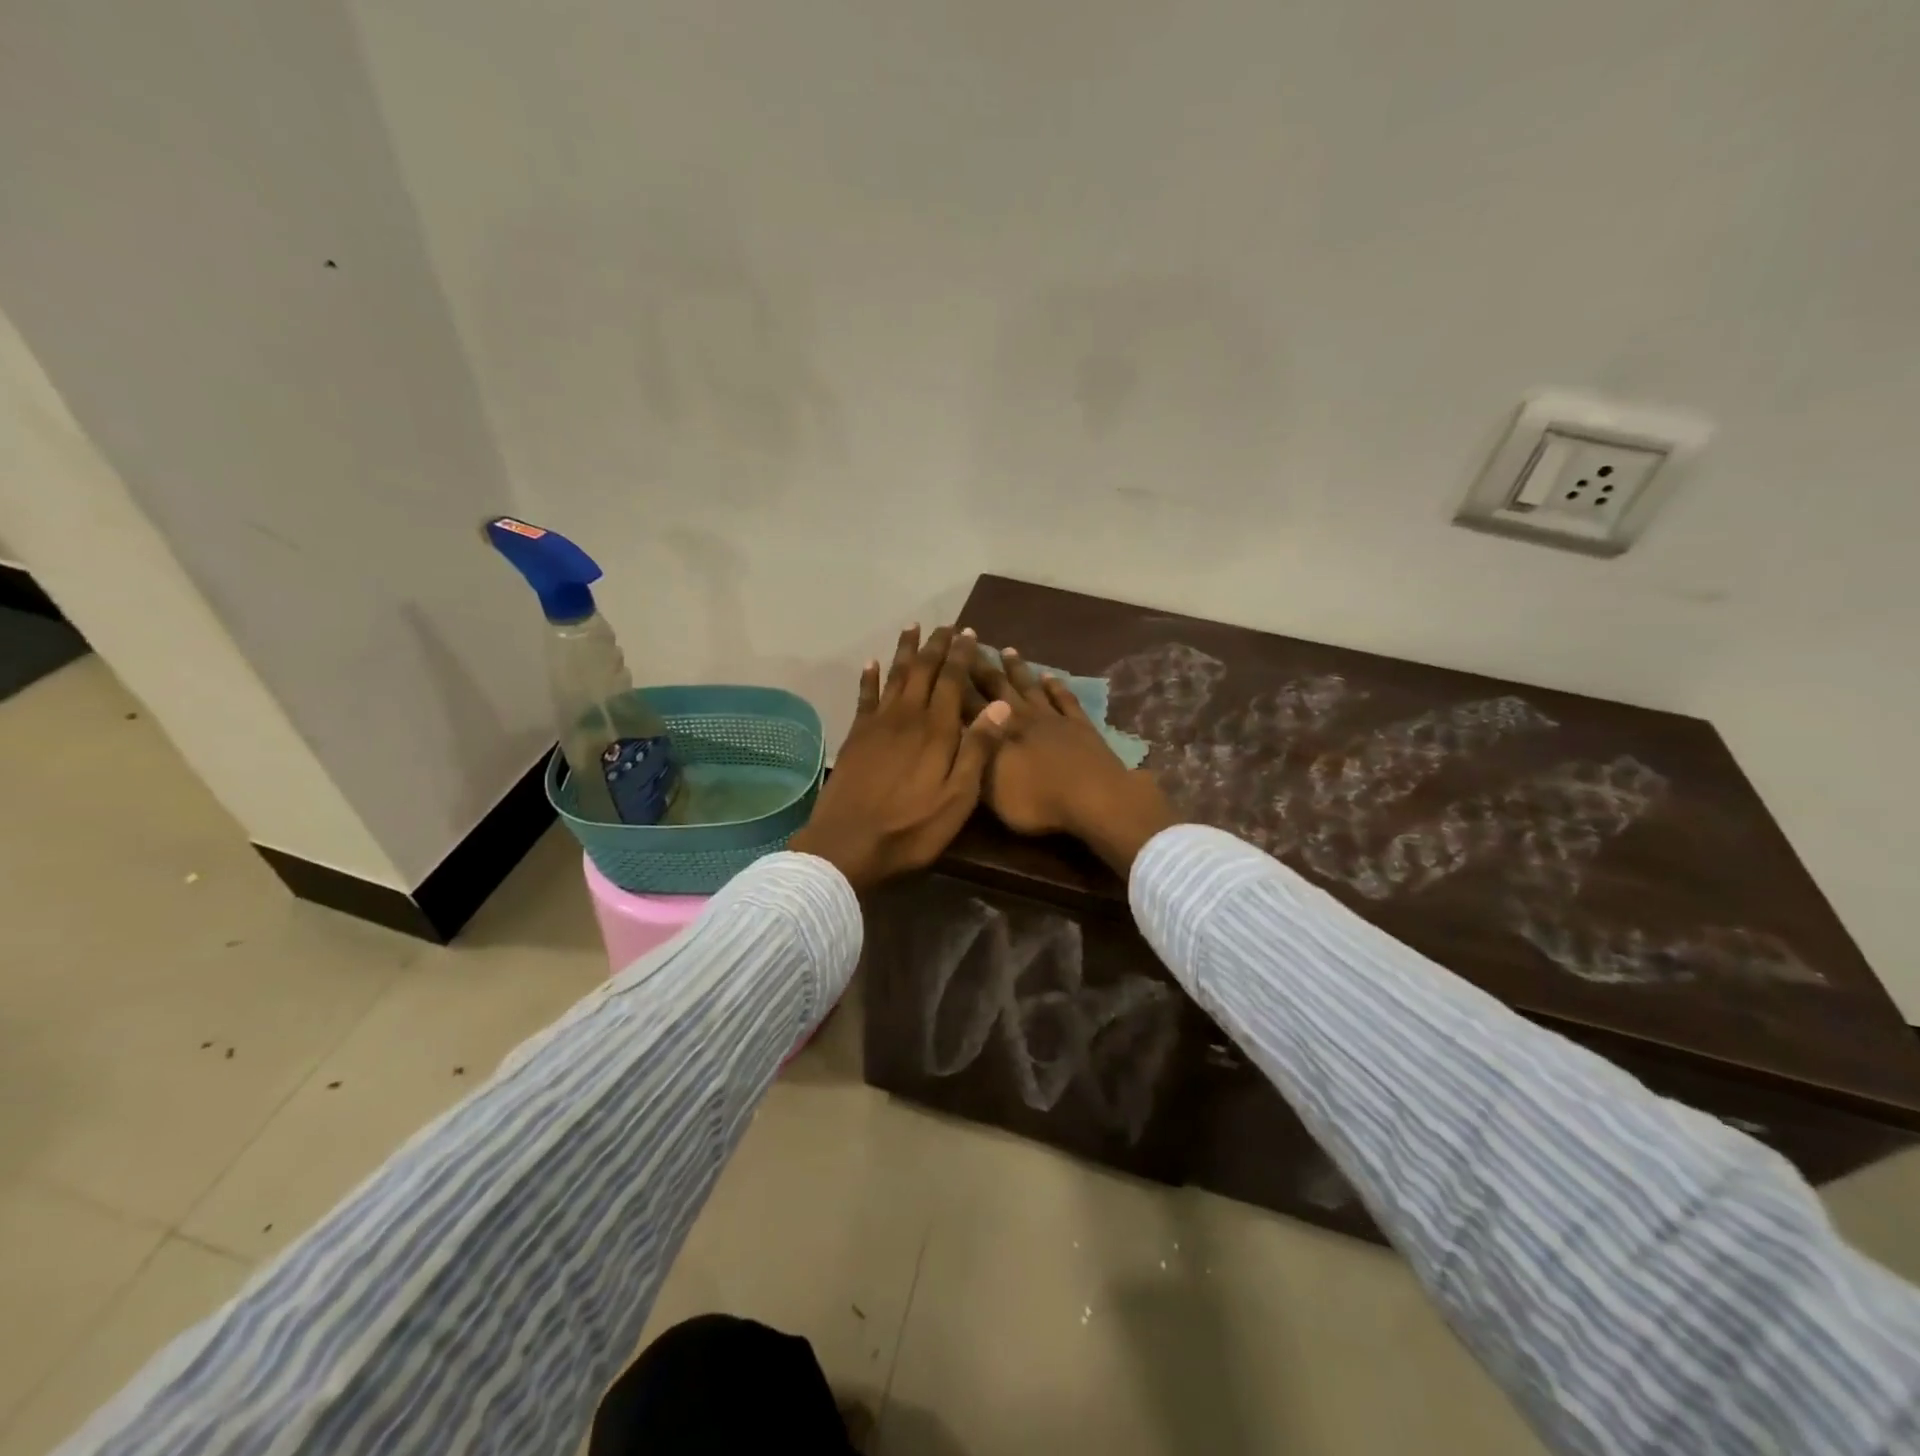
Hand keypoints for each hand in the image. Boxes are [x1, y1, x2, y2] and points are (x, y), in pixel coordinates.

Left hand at [789, 625, 1010, 892]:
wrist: (849, 844)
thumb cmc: (912, 827)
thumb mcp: (958, 798)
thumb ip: (978, 750)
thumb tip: (1000, 706)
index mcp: (937, 730)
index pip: (953, 680)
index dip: (962, 655)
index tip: (970, 633)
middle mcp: (907, 716)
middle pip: (923, 671)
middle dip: (936, 646)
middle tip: (946, 625)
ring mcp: (877, 725)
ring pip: (894, 676)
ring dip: (904, 651)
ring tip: (912, 628)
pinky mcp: (856, 737)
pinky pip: (864, 697)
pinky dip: (869, 678)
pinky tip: (871, 663)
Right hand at [969, 647, 1177, 876]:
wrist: (1093, 797)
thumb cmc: (1036, 801)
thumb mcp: (990, 791)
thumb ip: (973, 760)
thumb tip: (957, 736)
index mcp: (996, 732)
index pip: (967, 702)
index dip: (954, 680)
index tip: (942, 657)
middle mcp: (1021, 717)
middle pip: (996, 686)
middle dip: (980, 665)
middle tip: (969, 640)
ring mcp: (1052, 718)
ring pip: (1030, 686)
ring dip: (1017, 668)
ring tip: (1007, 650)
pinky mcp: (1080, 725)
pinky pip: (1064, 699)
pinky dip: (1056, 686)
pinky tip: (1050, 676)